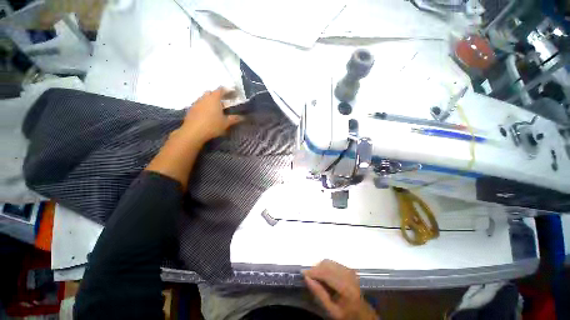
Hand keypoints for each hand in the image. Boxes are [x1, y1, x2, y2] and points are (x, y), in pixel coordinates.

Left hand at [180, 88, 243, 143]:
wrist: (193, 132)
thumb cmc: (212, 125)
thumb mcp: (226, 123)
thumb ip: (234, 119)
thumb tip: (242, 117)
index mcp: (214, 99)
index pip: (221, 90)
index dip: (227, 90)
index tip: (232, 92)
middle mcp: (204, 98)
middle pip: (211, 93)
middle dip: (217, 95)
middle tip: (223, 102)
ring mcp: (196, 103)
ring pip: (204, 98)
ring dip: (209, 101)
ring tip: (215, 109)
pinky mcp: (191, 110)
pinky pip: (199, 105)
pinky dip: (204, 107)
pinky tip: (207, 114)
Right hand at [303, 260, 377, 319]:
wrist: (361, 313)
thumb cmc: (345, 314)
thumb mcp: (331, 310)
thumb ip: (319, 293)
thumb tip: (306, 278)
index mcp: (345, 287)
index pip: (326, 273)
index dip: (313, 271)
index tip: (303, 273)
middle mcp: (348, 275)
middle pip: (327, 264)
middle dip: (316, 269)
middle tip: (308, 276)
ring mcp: (349, 270)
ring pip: (329, 261)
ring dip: (320, 267)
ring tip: (316, 277)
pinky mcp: (348, 268)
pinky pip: (333, 263)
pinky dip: (325, 267)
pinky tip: (323, 275)